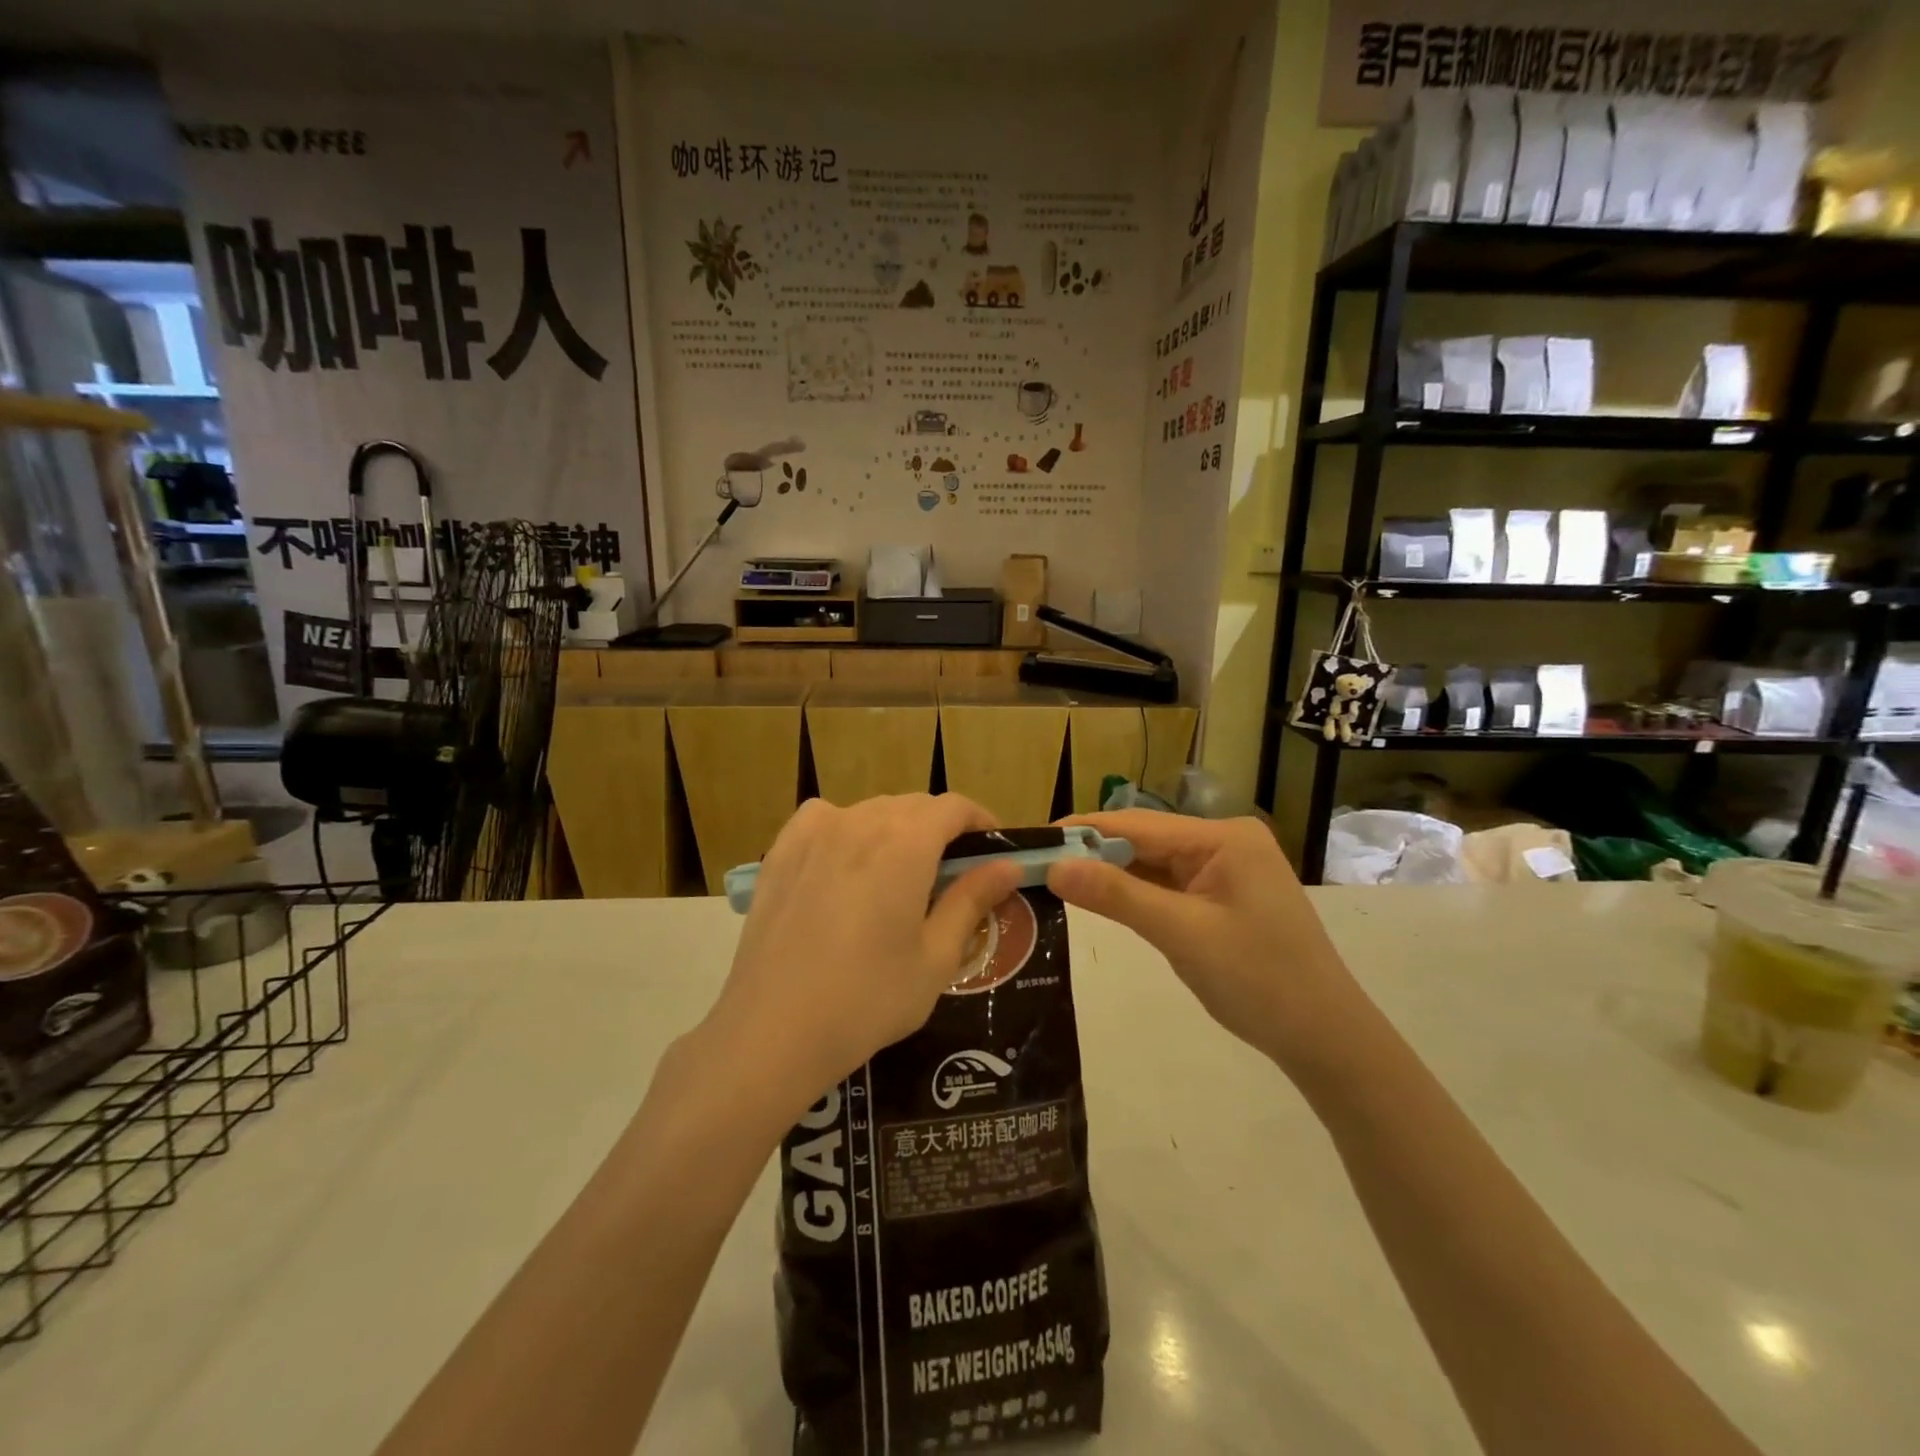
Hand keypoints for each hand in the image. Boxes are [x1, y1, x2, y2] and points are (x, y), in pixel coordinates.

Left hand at [704, 795, 1024, 1118]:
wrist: (773, 1030)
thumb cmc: (868, 999)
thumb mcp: (935, 957)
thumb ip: (972, 900)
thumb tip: (1008, 865)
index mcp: (906, 843)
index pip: (954, 807)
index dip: (981, 821)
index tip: (993, 850)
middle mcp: (860, 821)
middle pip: (914, 806)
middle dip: (942, 829)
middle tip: (953, 873)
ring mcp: (815, 832)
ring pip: (871, 811)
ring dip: (897, 829)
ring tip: (900, 873)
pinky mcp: (781, 851)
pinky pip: (824, 819)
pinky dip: (846, 828)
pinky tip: (845, 862)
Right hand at [1045, 811, 1365, 1078]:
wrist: (1325, 1038)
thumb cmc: (1258, 981)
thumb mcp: (1181, 934)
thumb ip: (1117, 896)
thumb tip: (1055, 867)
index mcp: (1222, 837)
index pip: (1137, 823)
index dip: (1082, 830)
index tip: (1032, 841)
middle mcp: (1223, 842)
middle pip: (1144, 840)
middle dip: (1092, 853)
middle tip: (1035, 866)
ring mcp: (1224, 870)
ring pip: (1153, 864)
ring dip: (1110, 874)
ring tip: (1054, 879)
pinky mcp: (1221, 897)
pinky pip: (1168, 886)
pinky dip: (1134, 894)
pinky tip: (1098, 898)